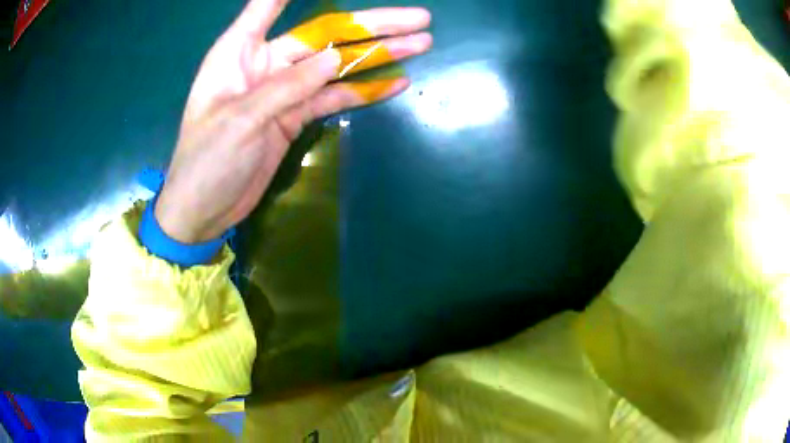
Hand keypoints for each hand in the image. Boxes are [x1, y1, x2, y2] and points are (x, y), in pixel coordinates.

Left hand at [155, 0, 431, 242]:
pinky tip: (396, 82)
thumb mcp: (241, 120)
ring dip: (378, 55)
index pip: (269, 4)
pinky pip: (333, 98)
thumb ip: (287, 86)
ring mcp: (284, 89)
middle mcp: (266, 61)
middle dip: (372, 25)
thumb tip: (336, 58)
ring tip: (420, 44)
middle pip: (325, 34)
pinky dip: (363, 91)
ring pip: (337, 64)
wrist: (203, 209)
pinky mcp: (295, 115)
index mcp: (239, 51)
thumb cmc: (206, 161)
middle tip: (419, 19)